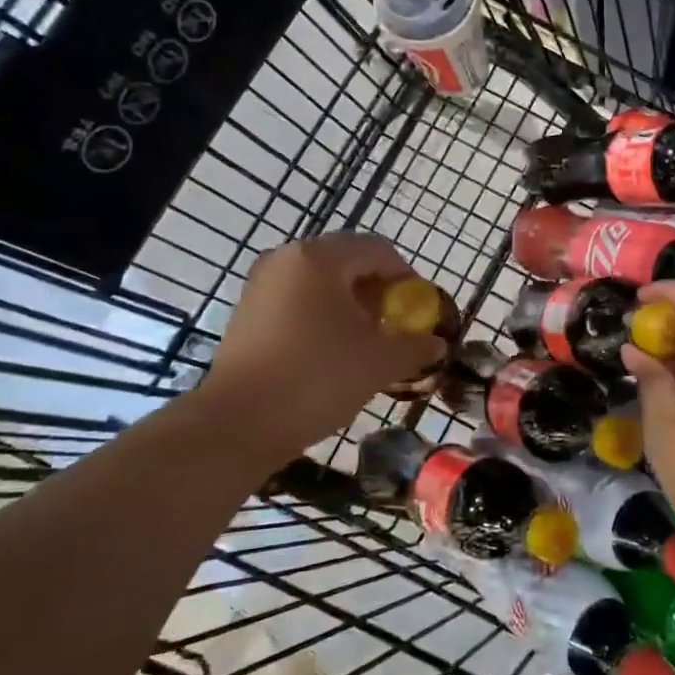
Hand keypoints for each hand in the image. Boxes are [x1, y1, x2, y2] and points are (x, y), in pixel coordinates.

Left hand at [202, 233, 449, 456]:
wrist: (237, 424)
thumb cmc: (317, 378)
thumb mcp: (379, 361)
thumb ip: (415, 345)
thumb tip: (437, 344)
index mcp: (319, 257)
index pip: (378, 250)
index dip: (407, 278)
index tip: (419, 312)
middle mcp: (286, 259)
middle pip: (348, 263)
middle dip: (379, 294)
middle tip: (395, 329)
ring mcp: (262, 286)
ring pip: (322, 285)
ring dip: (352, 308)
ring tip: (367, 345)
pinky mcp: (248, 314)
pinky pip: (298, 303)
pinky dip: (323, 319)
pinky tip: (333, 354)